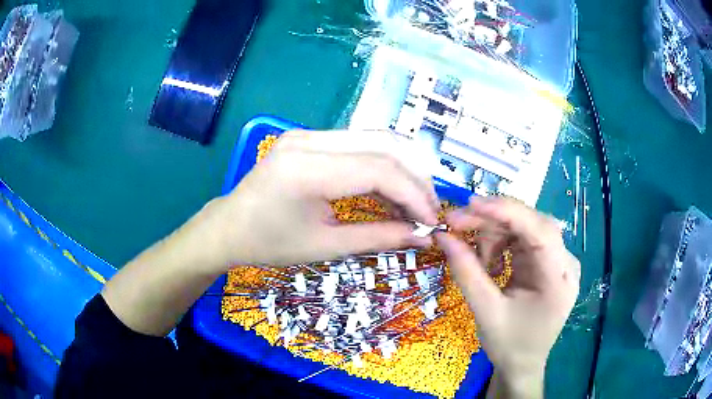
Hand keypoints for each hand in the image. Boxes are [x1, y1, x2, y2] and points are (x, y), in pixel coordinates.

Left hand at [202, 129, 439, 269]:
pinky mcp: (310, 138)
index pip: (380, 169)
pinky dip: (383, 166)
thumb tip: (422, 236)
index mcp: (306, 168)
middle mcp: (309, 140)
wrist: (230, 226)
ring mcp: (308, 134)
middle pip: (384, 145)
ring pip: (376, 139)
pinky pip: (359, 145)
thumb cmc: (269, 244)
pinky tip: (391, 190)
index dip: (414, 195)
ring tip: (415, 202)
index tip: (432, 221)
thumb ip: (378, 237)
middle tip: (429, 209)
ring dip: (403, 169)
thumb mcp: (326, 247)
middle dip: (416, 178)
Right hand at [436, 197, 579, 396]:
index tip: (471, 205)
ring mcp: (557, 261)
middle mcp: (565, 263)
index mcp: (560, 279)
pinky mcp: (547, 262)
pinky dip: (500, 245)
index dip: (507, 213)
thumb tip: (443, 237)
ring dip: (494, 235)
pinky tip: (489, 264)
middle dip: (493, 222)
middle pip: (531, 224)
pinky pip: (522, 239)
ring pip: (524, 228)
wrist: (522, 365)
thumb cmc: (509, 345)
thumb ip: (466, 273)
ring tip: (476, 261)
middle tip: (455, 225)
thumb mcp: (485, 312)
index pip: (540, 231)